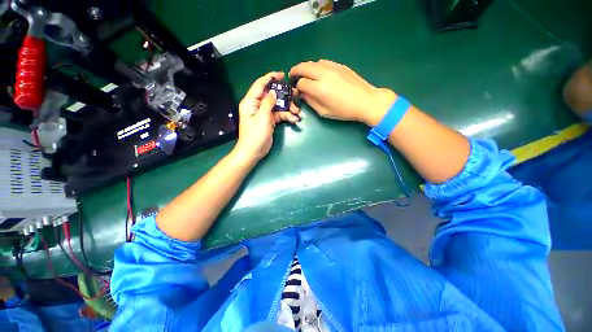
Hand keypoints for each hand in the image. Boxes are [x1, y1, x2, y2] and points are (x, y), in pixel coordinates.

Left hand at [235, 72, 299, 163]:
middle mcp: (257, 105)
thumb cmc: (255, 135)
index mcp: (251, 102)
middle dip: (284, 95)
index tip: (282, 75)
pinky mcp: (270, 121)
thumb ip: (268, 103)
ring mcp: (264, 113)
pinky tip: (294, 120)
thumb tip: (273, 92)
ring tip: (297, 112)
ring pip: (277, 105)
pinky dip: (286, 116)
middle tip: (296, 94)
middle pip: (272, 95)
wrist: (253, 152)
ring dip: (288, 108)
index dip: (270, 78)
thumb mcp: (262, 118)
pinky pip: (279, 115)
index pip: (260, 85)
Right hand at [290, 59, 395, 125]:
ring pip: (313, 62)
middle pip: (303, 67)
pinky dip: (316, 66)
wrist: (365, 101)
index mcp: (319, 88)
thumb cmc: (343, 111)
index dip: (297, 87)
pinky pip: (323, 62)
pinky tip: (318, 73)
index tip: (297, 91)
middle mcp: (323, 74)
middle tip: (292, 75)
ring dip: (305, 67)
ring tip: (305, 74)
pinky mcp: (339, 65)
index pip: (301, 83)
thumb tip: (302, 94)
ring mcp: (332, 67)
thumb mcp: (324, 111)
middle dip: (295, 71)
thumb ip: (310, 101)